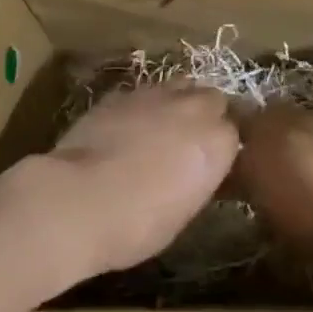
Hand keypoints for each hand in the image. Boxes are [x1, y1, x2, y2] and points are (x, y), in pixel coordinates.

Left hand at [40, 84, 239, 275]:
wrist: (78, 199)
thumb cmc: (136, 225)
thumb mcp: (182, 214)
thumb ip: (197, 180)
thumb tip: (193, 171)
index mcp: (217, 143)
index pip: (233, 134)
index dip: (220, 149)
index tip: (209, 165)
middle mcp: (194, 109)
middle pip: (212, 99)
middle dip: (205, 115)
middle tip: (189, 141)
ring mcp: (157, 94)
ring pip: (180, 86)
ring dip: (177, 103)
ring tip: (160, 128)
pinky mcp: (122, 93)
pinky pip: (143, 93)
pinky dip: (142, 107)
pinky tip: (126, 128)